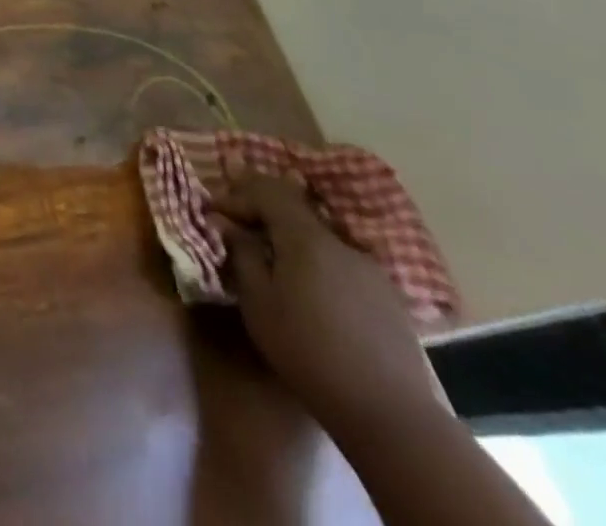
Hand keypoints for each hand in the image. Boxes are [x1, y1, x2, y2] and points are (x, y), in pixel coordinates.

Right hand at [216, 162, 436, 432]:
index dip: (237, 196)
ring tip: (275, 263)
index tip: (215, 214)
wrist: (390, 414)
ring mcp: (369, 268)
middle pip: (295, 209)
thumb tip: (227, 224)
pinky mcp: (387, 296)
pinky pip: (341, 263)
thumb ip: (242, 254)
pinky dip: (318, 263)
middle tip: (239, 227)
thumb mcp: (259, 304)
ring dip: (291, 240)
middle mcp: (339, 242)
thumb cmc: (309, 353)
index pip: (267, 191)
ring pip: (320, 238)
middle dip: (263, 212)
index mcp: (305, 237)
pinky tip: (314, 293)